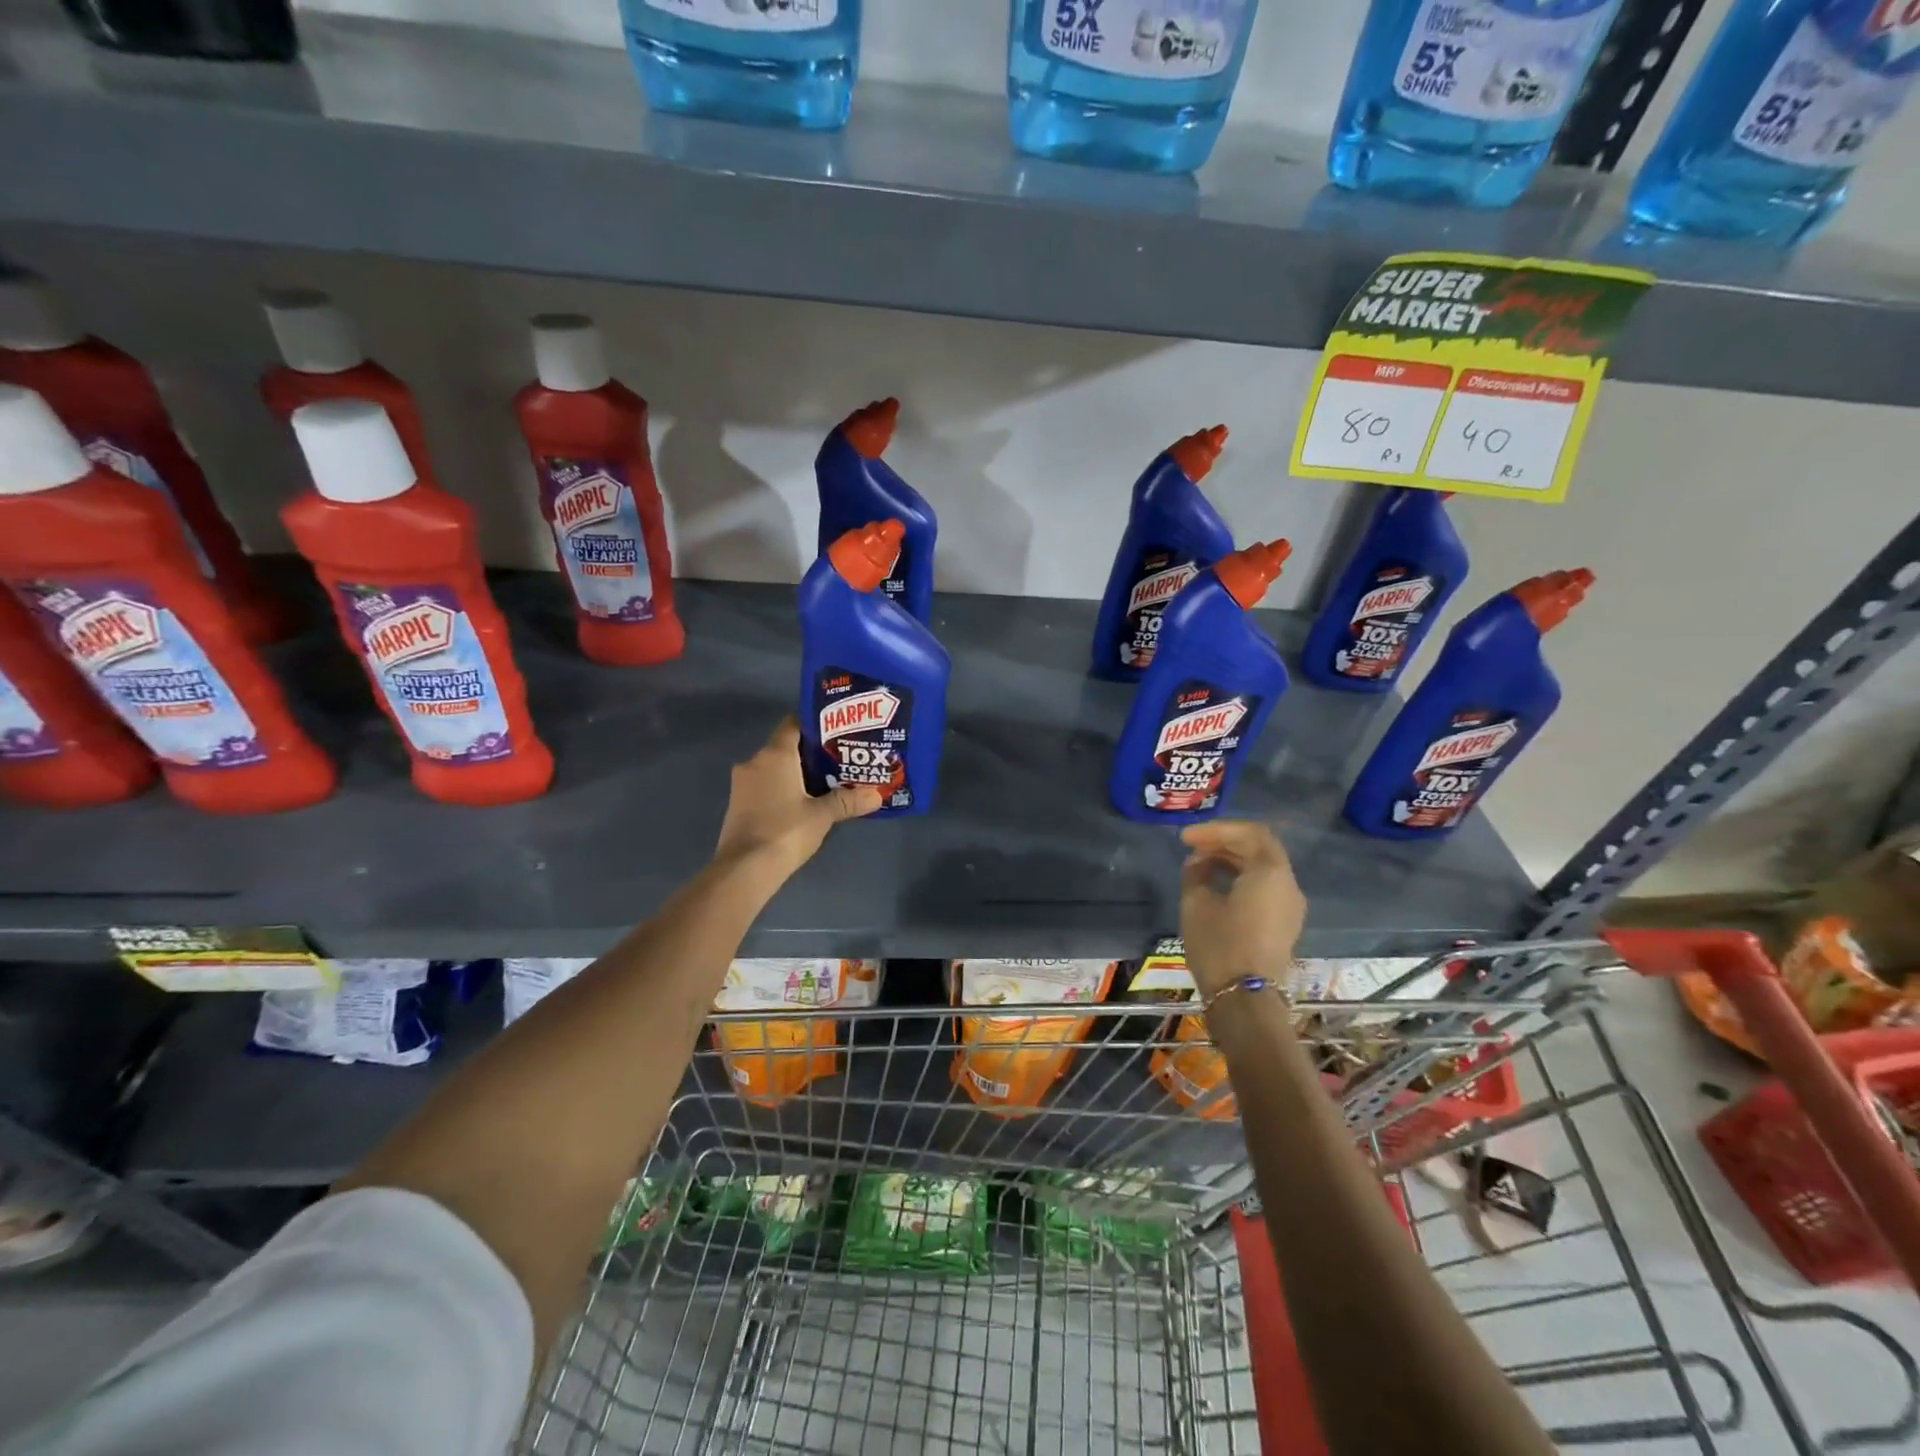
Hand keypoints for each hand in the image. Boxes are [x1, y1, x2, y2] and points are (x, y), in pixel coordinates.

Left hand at [714, 717, 881, 876]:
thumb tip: (877, 794)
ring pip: (774, 768)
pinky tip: (803, 801)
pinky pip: (765, 785)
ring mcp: (742, 784)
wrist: (744, 869)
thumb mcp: (822, 815)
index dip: (815, 723)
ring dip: (796, 772)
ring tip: (826, 781)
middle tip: (840, 758)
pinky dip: (783, 788)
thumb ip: (848, 801)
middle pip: (785, 746)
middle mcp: (754, 762)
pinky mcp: (738, 804)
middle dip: (811, 752)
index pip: (794, 723)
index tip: (838, 730)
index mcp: (774, 755)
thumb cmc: (785, 831)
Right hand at [1179, 821, 1306, 997]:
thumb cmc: (1220, 946)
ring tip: (1198, 866)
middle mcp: (1288, 884)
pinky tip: (1215, 886)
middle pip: (1259, 848)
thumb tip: (1198, 863)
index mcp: (1271, 872)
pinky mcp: (1284, 925)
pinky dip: (1241, 878)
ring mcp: (1290, 907)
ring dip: (1232, 860)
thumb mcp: (1196, 903)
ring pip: (1262, 869)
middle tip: (1191, 848)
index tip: (1186, 838)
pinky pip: (1265, 888)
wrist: (1245, 1001)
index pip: (1250, 833)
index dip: (1216, 829)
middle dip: (1224, 842)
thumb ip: (1195, 873)